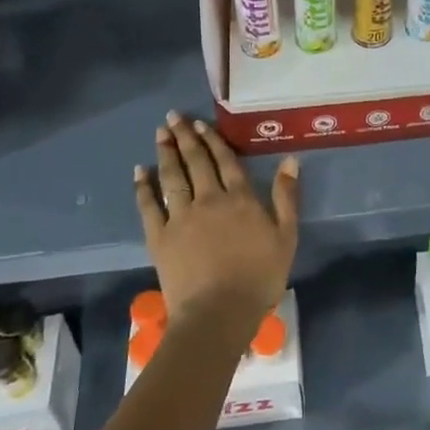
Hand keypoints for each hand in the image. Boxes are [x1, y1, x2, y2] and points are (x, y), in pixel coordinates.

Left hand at [134, 113, 298, 335]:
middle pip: (196, 162)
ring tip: (160, 133)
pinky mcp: (160, 237)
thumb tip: (290, 160)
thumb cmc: (259, 278)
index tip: (200, 124)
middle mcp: (209, 199)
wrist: (218, 313)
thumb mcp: (286, 237)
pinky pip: (149, 206)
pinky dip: (144, 187)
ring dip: (166, 153)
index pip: (225, 161)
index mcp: (240, 198)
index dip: (213, 141)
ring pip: (172, 177)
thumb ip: (286, 197)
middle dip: (185, 137)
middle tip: (173, 117)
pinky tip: (139, 172)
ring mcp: (181, 217)